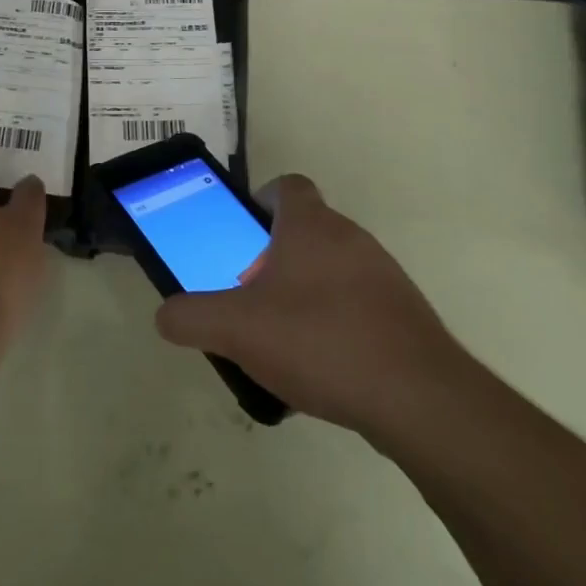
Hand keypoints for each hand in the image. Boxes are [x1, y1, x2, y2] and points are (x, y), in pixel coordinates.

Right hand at [154, 174, 470, 437]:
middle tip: (250, 295)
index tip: (243, 233)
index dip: (262, 200)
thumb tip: (166, 316)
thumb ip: (191, 317)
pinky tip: (321, 367)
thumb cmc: (319, 341)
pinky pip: (358, 304)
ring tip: (282, 338)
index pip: (288, 186)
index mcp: (310, 226)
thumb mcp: (236, 329)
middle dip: (274, 257)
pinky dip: (335, 322)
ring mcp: (384, 275)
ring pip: (332, 268)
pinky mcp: (404, 315)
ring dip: (305, 291)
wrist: (419, 399)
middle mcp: (351, 238)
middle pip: (306, 230)